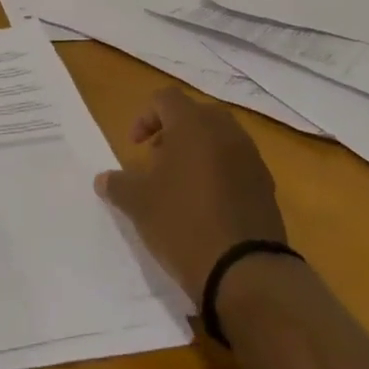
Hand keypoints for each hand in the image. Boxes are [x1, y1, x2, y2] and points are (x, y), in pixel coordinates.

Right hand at [96, 88, 286, 300]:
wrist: (245, 271)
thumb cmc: (183, 224)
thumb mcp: (139, 205)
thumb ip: (118, 185)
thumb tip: (102, 179)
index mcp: (192, 124)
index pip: (165, 98)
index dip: (145, 116)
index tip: (135, 146)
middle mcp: (225, 130)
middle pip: (195, 114)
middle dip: (173, 131)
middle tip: (158, 161)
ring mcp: (250, 156)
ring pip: (219, 137)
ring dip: (198, 150)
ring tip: (182, 185)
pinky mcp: (266, 184)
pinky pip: (237, 162)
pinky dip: (220, 171)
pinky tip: (208, 205)